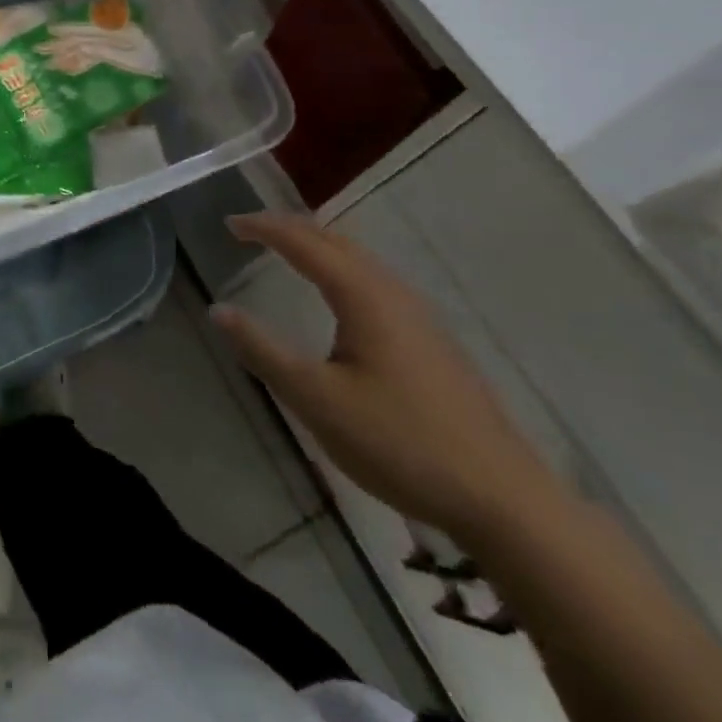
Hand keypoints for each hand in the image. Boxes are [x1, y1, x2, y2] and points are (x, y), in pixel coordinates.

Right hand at [213, 213, 563, 544]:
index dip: (264, 228)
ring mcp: (419, 315)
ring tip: (286, 251)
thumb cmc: (400, 443)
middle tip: (251, 230)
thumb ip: (264, 352)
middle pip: (335, 241)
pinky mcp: (432, 340)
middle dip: (291, 228)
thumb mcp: (317, 401)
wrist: (502, 497)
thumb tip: (219, 310)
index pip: (303, 242)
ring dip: (319, 246)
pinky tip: (339, 297)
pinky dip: (341, 268)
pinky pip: (375, 281)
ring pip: (360, 260)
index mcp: (363, 295)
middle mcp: (392, 291)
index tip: (229, 224)